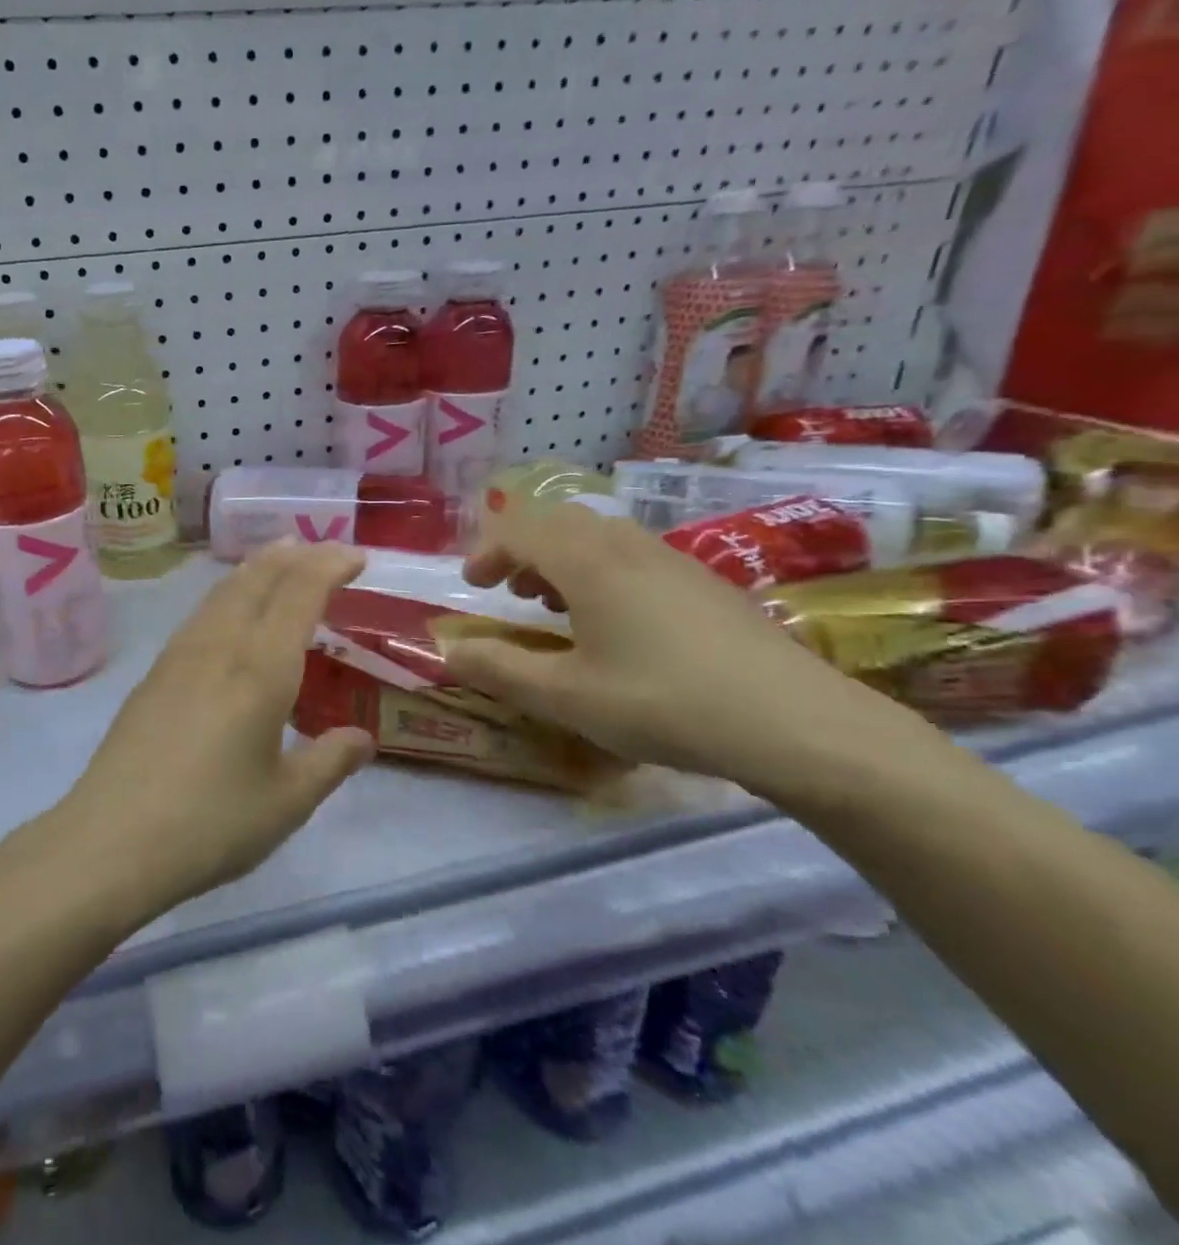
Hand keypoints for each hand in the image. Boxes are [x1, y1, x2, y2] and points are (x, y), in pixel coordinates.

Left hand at [53, 542, 376, 918]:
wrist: (111, 841)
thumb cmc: (210, 823)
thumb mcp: (287, 802)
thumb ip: (330, 762)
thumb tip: (362, 738)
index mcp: (261, 668)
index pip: (299, 592)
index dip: (330, 564)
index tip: (356, 556)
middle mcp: (220, 646)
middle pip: (257, 577)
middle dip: (294, 555)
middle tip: (321, 550)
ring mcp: (179, 655)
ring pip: (223, 590)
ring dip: (257, 568)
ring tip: (279, 562)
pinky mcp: (154, 674)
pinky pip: (201, 613)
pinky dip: (228, 594)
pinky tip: (228, 613)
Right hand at [443, 503, 917, 795]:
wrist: (797, 723)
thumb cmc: (663, 703)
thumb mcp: (565, 695)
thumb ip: (498, 668)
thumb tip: (447, 649)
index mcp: (588, 562)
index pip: (521, 530)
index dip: (487, 552)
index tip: (472, 586)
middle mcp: (628, 547)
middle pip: (560, 522)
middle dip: (524, 549)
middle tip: (510, 591)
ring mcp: (673, 560)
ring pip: (600, 536)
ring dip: (563, 560)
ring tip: (554, 606)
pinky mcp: (705, 583)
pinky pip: (633, 555)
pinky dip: (601, 572)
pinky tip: (615, 625)